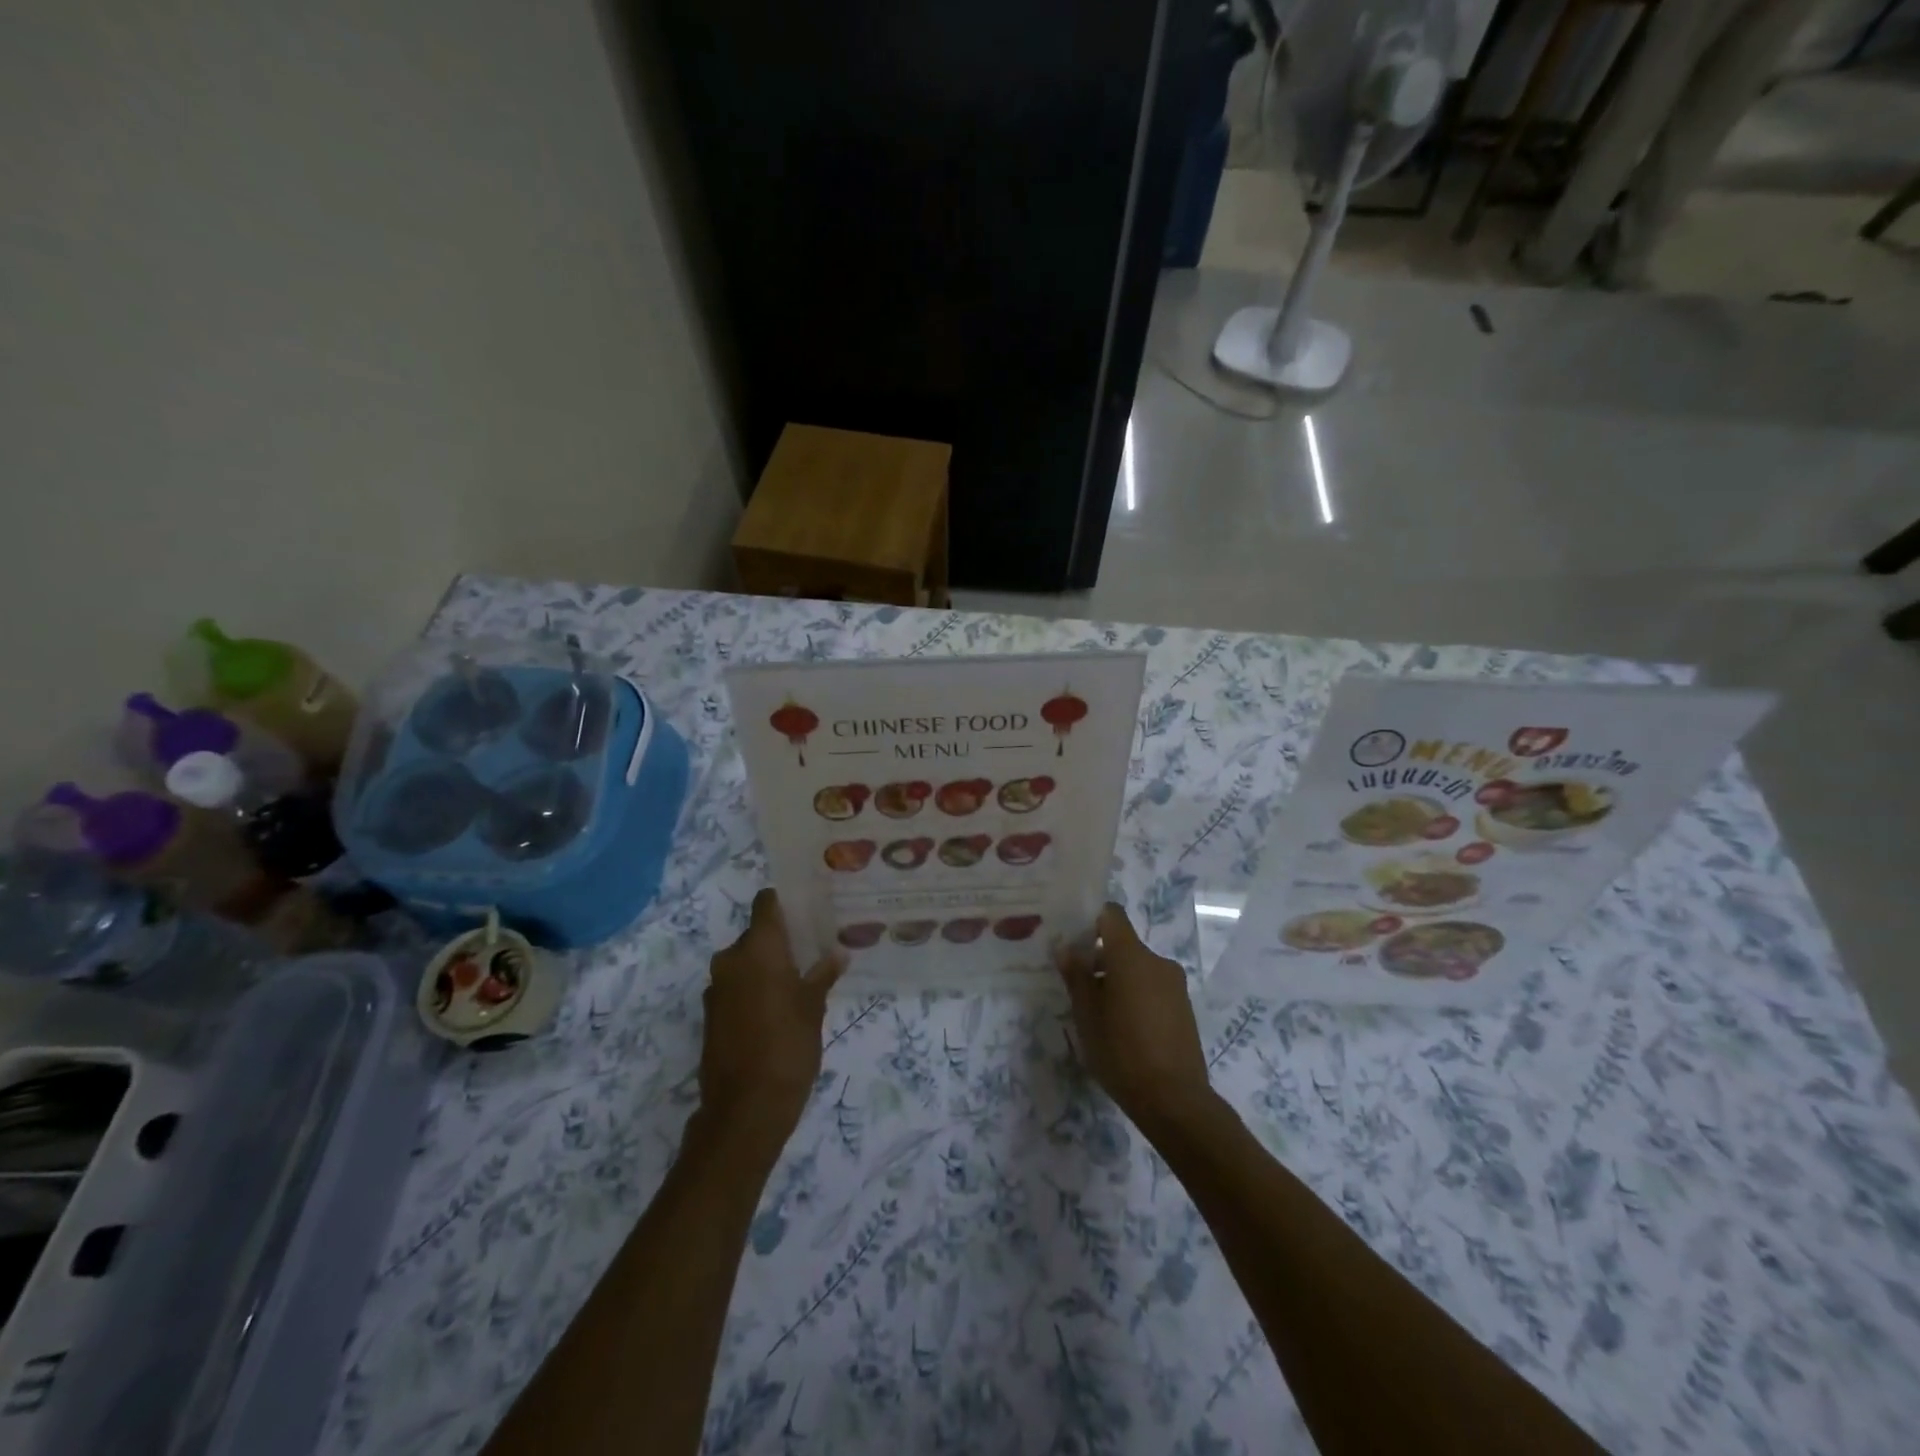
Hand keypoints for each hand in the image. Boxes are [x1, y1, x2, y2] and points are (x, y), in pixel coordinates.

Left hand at [699, 890, 844, 1147]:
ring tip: (798, 981)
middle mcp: (731, 959)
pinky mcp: (710, 1014)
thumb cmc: (788, 1047)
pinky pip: (736, 986)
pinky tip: (777, 1008)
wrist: (745, 1109)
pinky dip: (753, 989)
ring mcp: (716, 988)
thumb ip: (823, 974)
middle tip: (812, 950)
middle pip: (757, 934)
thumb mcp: (814, 1007)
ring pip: (746, 962)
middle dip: (781, 940)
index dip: (785, 901)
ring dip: (766, 966)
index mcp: (758, 948)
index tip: (808, 908)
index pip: (766, 903)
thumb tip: (837, 954)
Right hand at [1054, 903, 1218, 1135]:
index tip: (1074, 942)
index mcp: (1131, 956)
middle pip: (1123, 945)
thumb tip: (1067, 948)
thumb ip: (1076, 976)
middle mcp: (1157, 961)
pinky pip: (1153, 988)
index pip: (1111, 915)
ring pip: (1138, 969)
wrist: (1174, 1100)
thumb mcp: (1086, 1014)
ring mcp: (1175, 985)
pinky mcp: (1184, 1008)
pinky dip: (1136, 996)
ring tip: (1099, 1014)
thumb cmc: (1121, 1051)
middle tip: (1077, 987)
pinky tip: (1124, 1029)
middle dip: (1100, 960)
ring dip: (1118, 980)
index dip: (1091, 921)